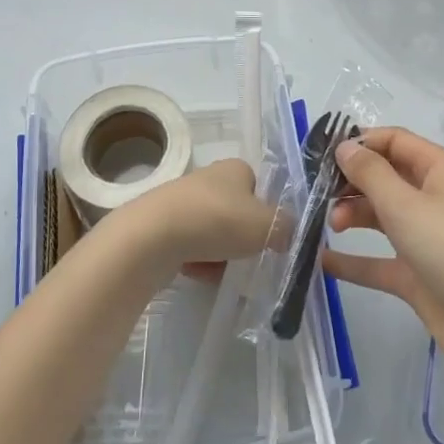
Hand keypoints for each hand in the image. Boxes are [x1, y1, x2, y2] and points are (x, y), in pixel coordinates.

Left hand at [110, 158, 273, 279]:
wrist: (153, 236)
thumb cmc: (218, 220)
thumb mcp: (268, 225)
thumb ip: (287, 228)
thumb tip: (290, 234)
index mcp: (235, 168)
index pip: (260, 188)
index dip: (268, 213)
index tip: (271, 239)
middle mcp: (209, 179)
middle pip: (237, 214)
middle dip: (244, 239)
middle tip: (251, 260)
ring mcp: (183, 202)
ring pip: (215, 234)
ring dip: (222, 256)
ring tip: (225, 274)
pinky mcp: (163, 227)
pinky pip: (192, 248)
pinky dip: (199, 263)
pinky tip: (200, 275)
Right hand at [323, 127, 443, 374]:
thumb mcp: (405, 205)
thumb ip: (370, 173)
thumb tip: (345, 146)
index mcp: (439, 170)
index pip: (394, 141)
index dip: (360, 143)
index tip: (322, 155)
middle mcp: (432, 197)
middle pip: (384, 177)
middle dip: (351, 182)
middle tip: (319, 194)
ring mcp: (424, 236)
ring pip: (379, 215)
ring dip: (351, 215)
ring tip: (330, 225)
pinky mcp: (416, 273)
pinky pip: (378, 259)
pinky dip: (353, 259)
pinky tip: (322, 261)